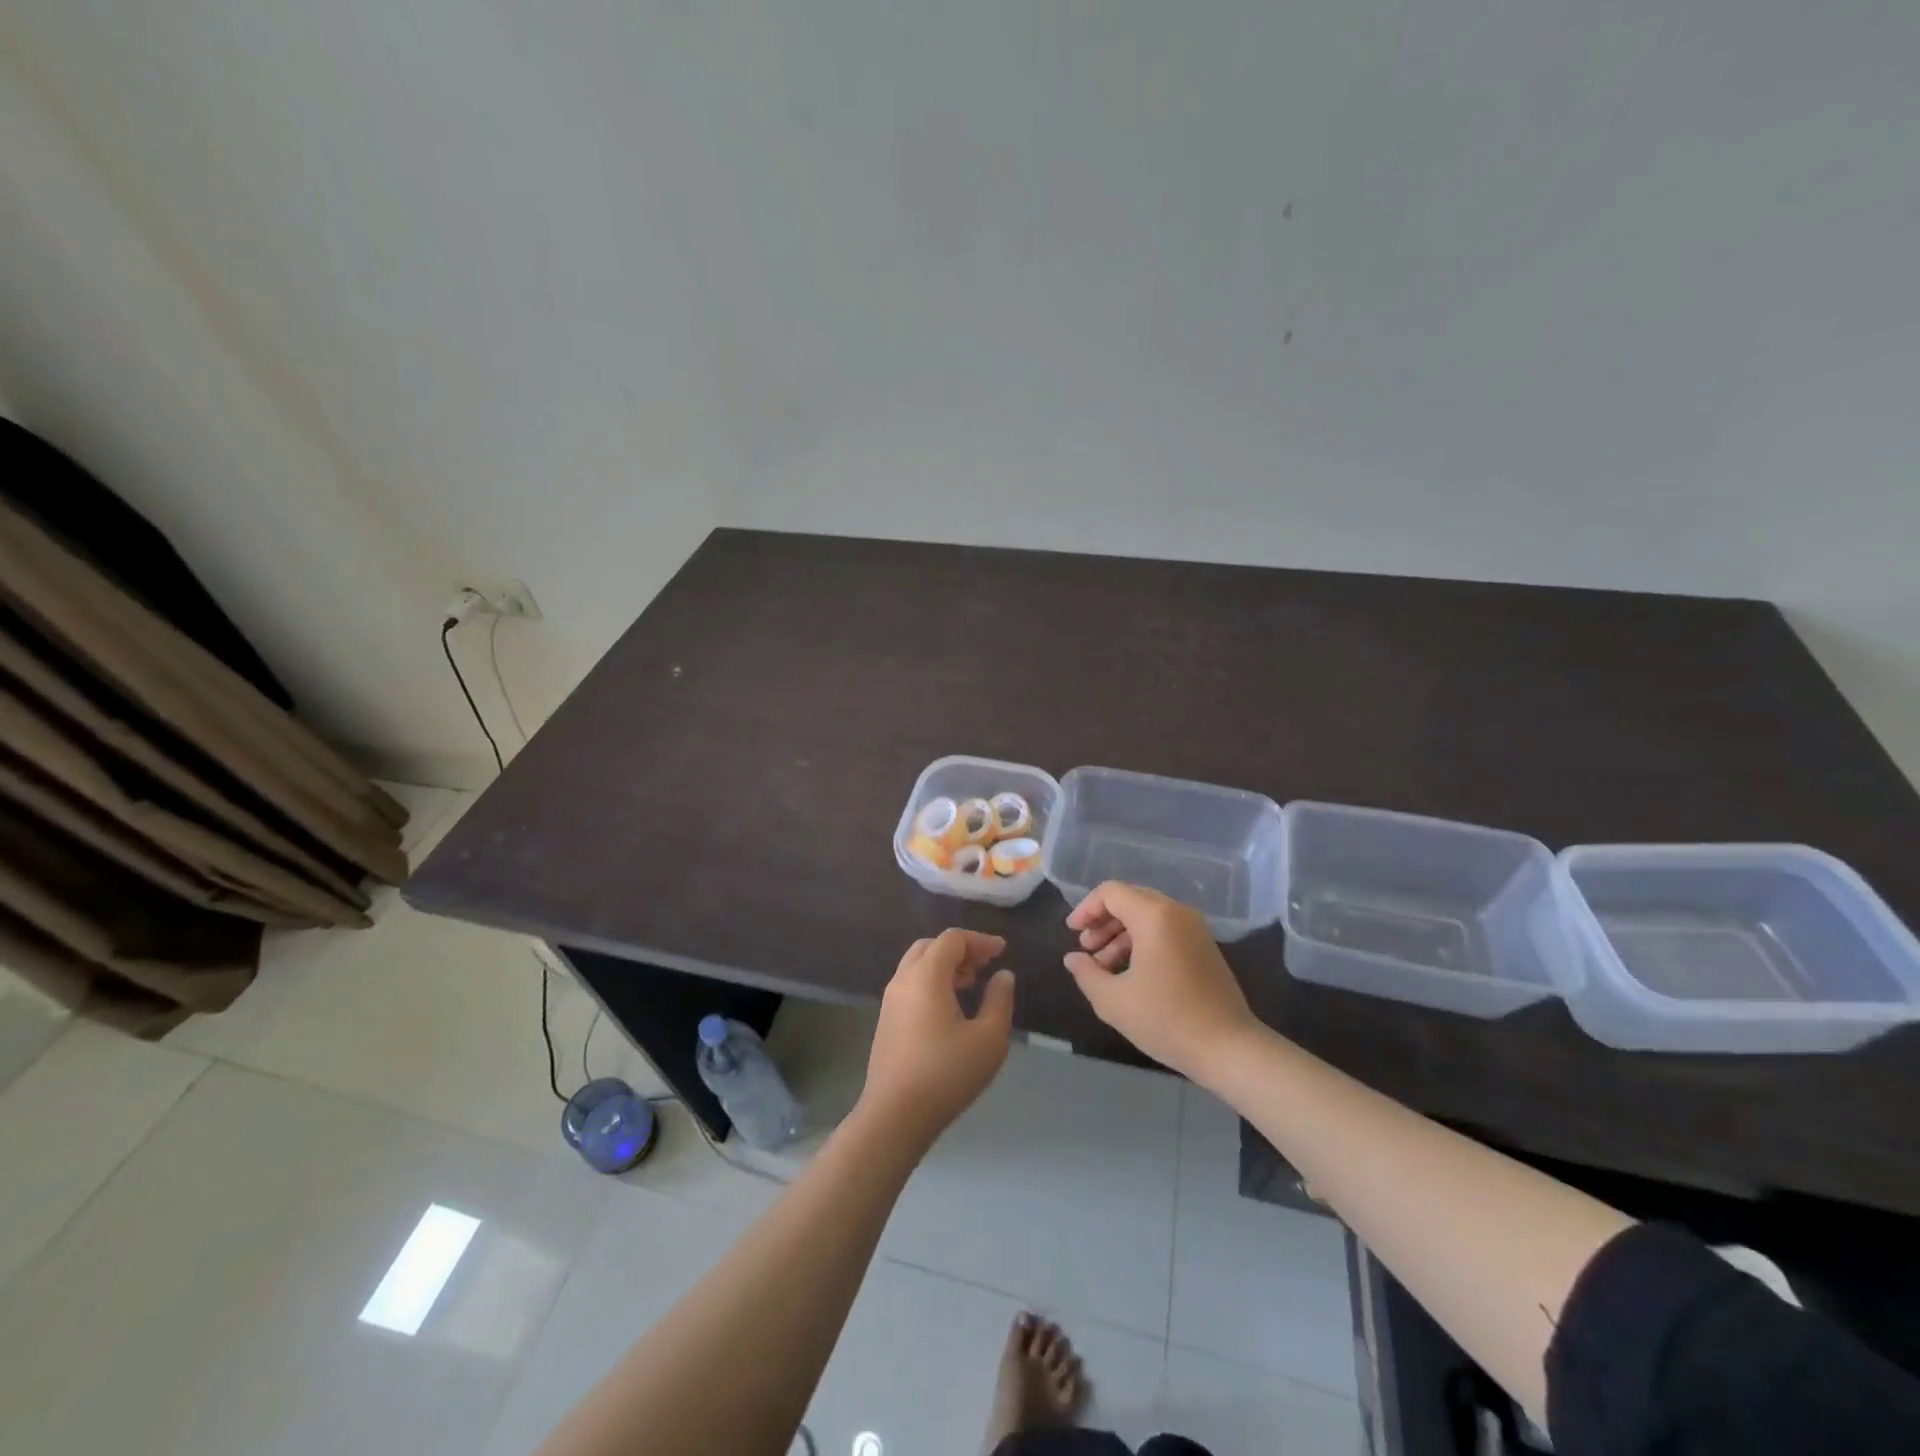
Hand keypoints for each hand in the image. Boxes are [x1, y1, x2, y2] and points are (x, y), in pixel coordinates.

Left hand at [862, 929, 1015, 1145]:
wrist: (894, 1116)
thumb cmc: (946, 1073)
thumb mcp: (988, 1038)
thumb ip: (999, 1000)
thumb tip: (1003, 975)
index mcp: (926, 975)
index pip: (952, 939)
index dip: (979, 940)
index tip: (1002, 951)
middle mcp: (903, 979)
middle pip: (931, 946)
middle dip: (960, 949)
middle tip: (985, 965)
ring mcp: (890, 1000)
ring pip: (917, 965)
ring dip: (944, 965)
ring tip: (971, 984)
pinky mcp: (886, 1020)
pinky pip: (910, 984)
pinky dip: (931, 981)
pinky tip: (950, 1006)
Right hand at [1064, 882, 1256, 1077]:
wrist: (1229, 1048)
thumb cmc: (1166, 1019)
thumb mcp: (1113, 1000)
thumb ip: (1086, 973)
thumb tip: (1073, 958)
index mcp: (1154, 916)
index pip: (1111, 892)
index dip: (1086, 908)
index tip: (1072, 933)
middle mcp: (1176, 912)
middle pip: (1130, 900)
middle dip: (1103, 921)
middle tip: (1086, 948)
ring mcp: (1195, 929)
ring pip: (1148, 916)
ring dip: (1121, 934)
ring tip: (1103, 965)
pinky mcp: (1204, 947)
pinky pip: (1165, 930)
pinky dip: (1142, 941)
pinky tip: (1129, 972)